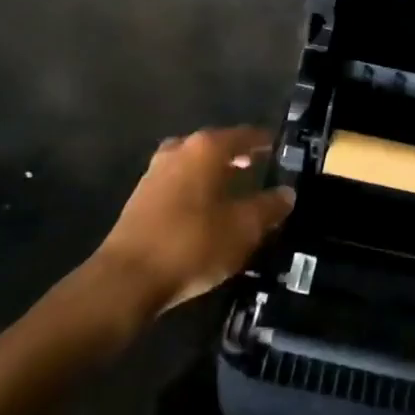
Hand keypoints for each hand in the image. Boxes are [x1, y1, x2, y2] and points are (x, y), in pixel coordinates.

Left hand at [93, 128, 293, 311]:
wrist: (127, 279)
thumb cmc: (193, 244)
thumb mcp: (244, 229)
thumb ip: (269, 207)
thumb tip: (287, 193)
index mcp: (207, 148)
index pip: (245, 135)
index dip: (265, 142)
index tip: (281, 149)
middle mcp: (180, 149)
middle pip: (216, 146)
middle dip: (238, 156)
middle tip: (259, 168)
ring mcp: (155, 171)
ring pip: (194, 163)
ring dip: (214, 173)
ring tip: (234, 191)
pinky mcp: (140, 196)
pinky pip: (178, 182)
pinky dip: (196, 189)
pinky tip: (206, 211)